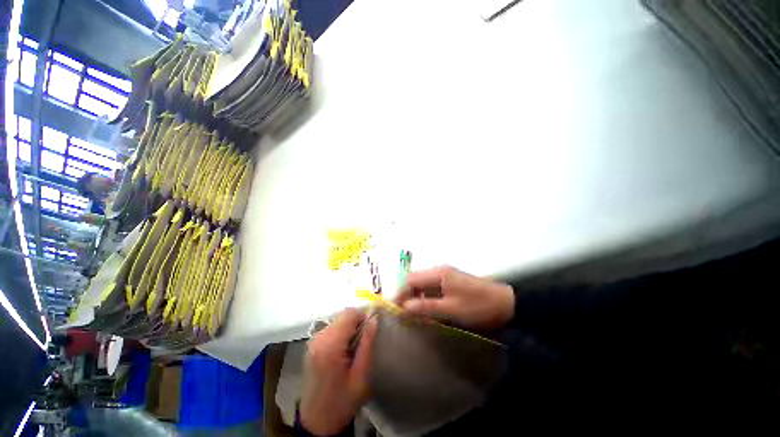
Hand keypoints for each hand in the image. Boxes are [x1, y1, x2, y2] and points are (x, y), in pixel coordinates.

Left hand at [300, 308, 377, 435]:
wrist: (316, 422)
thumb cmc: (342, 402)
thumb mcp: (361, 375)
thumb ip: (367, 343)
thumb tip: (374, 319)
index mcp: (330, 345)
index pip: (349, 314)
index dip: (363, 316)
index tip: (371, 329)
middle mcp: (318, 338)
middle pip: (342, 315)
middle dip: (356, 322)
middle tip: (364, 340)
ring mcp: (313, 341)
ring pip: (337, 320)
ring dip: (349, 328)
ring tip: (355, 347)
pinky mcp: (311, 345)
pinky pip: (331, 328)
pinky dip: (341, 333)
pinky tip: (344, 350)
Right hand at [395, 266, 514, 329]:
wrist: (505, 303)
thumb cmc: (477, 306)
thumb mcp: (451, 309)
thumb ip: (426, 307)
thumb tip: (405, 307)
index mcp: (438, 273)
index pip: (411, 279)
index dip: (400, 292)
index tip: (392, 307)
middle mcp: (439, 271)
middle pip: (415, 280)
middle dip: (405, 294)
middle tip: (399, 311)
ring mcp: (445, 276)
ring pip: (423, 284)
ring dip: (415, 297)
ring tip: (408, 313)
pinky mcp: (450, 283)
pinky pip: (431, 288)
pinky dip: (425, 298)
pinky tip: (423, 309)